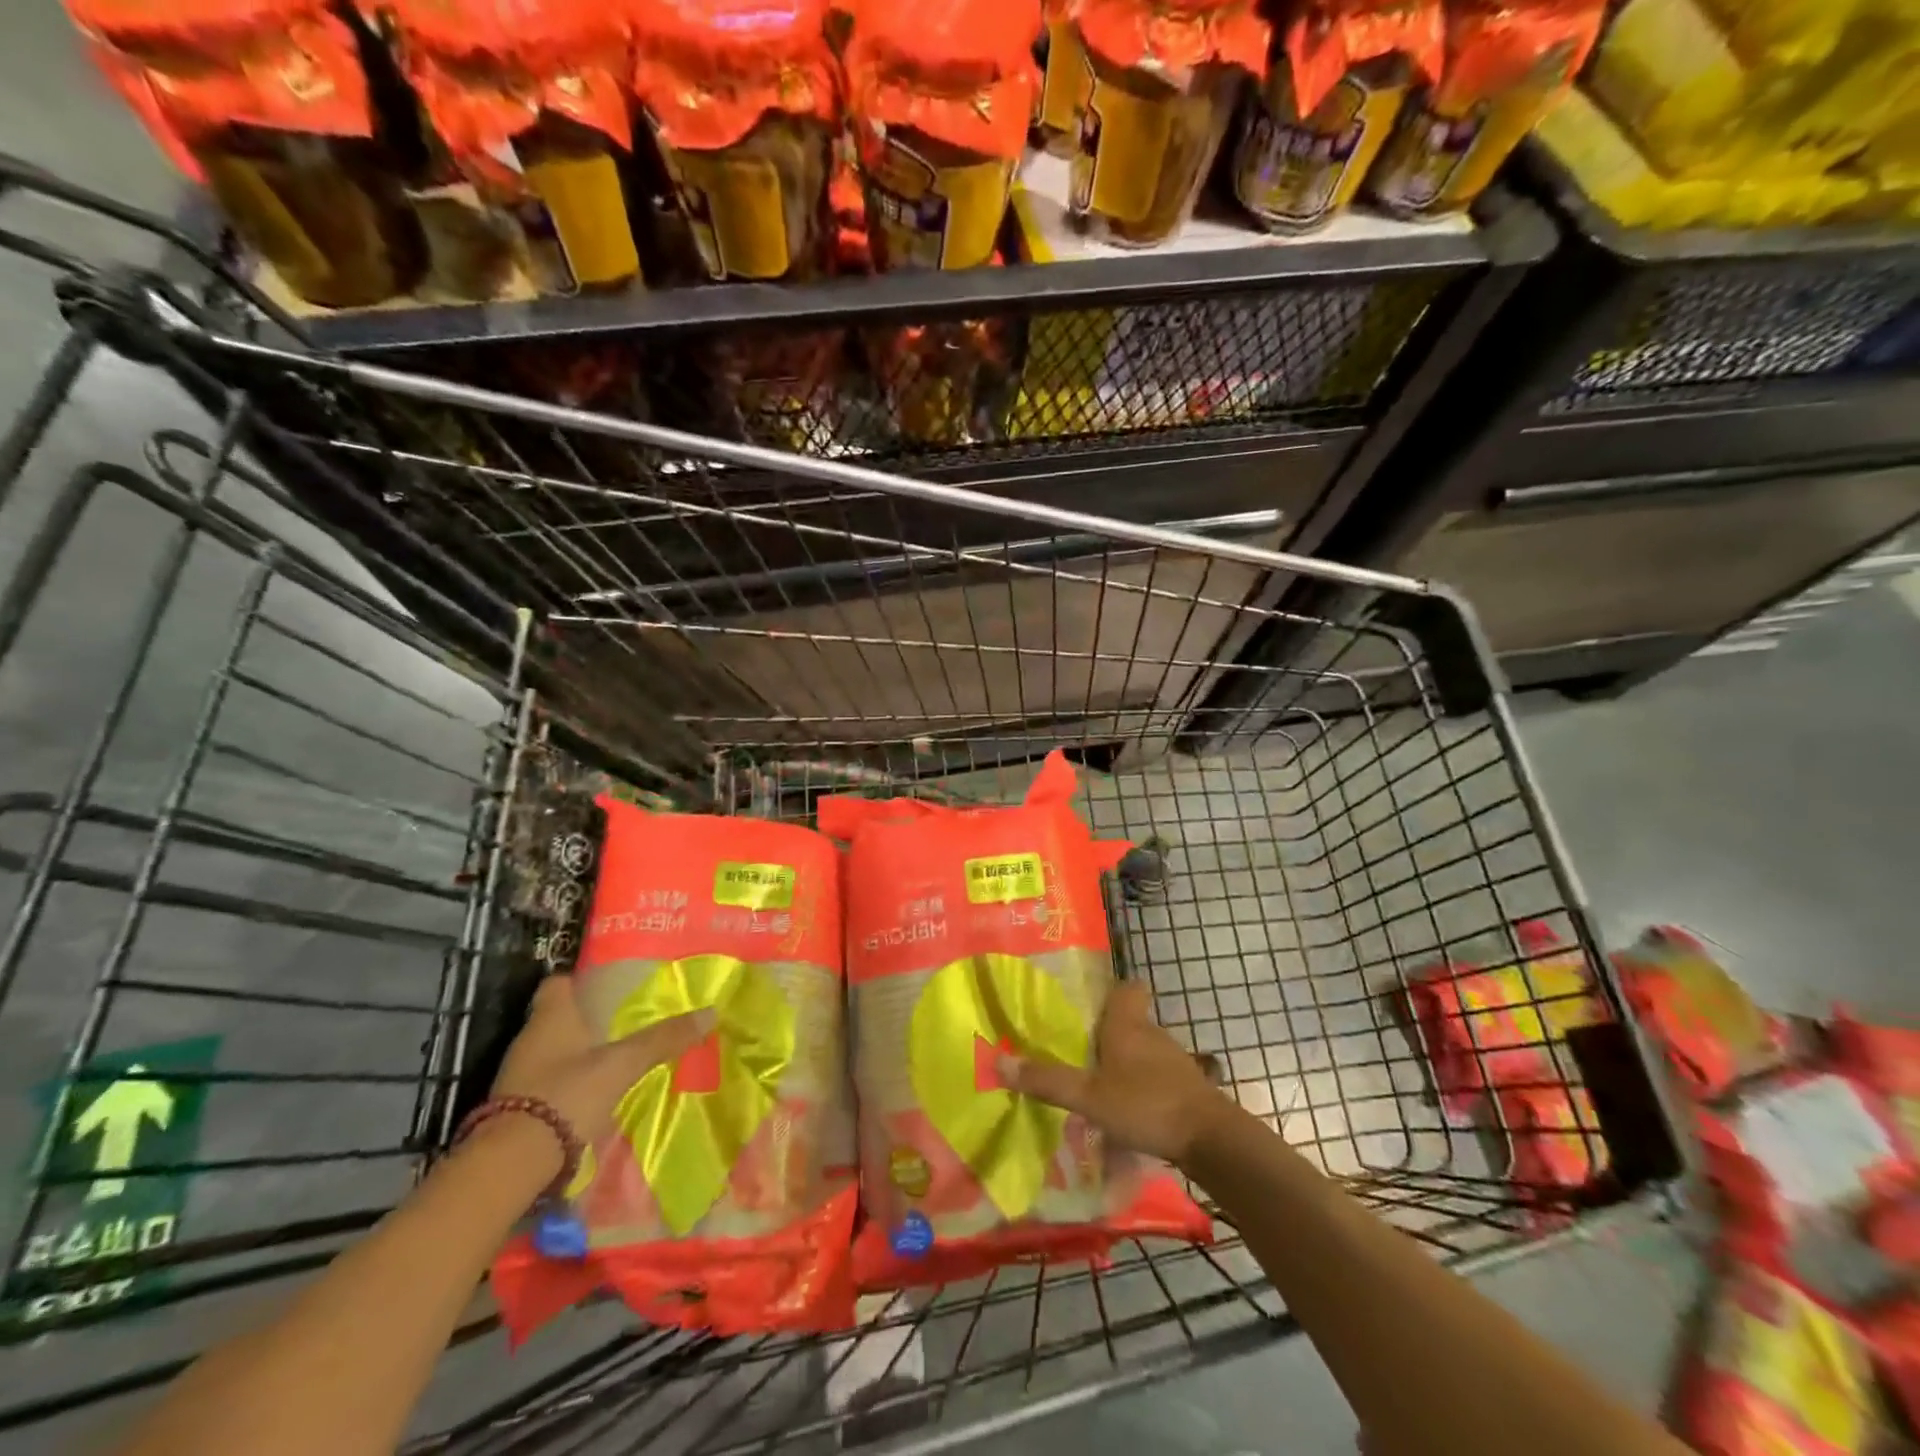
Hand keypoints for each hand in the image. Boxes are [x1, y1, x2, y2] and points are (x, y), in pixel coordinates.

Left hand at [491, 976, 713, 1143]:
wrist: (512, 1164)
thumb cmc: (567, 1094)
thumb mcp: (623, 1064)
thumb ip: (663, 1039)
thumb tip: (711, 1013)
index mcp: (551, 1017)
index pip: (558, 983)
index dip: (581, 980)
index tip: (609, 985)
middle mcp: (530, 1039)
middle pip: (559, 1017)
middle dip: (589, 1018)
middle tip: (626, 1020)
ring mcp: (520, 1075)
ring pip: (555, 1051)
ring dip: (580, 1052)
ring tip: (618, 1055)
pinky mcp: (518, 1107)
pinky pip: (550, 1081)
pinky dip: (571, 1082)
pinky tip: (596, 1091)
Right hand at [999, 981, 1229, 1165]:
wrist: (1211, 1140)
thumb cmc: (1145, 1105)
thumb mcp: (1088, 1096)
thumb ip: (1047, 1081)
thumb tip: (998, 1062)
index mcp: (1127, 1024)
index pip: (1128, 987)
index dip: (1112, 990)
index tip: (1091, 1005)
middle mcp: (1152, 1034)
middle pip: (1131, 1020)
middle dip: (1109, 1033)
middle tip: (1081, 1051)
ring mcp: (1174, 1061)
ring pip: (1145, 1050)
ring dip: (1126, 1063)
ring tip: (1100, 1085)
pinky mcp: (1187, 1088)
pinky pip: (1158, 1078)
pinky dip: (1143, 1087)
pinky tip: (1128, 1111)